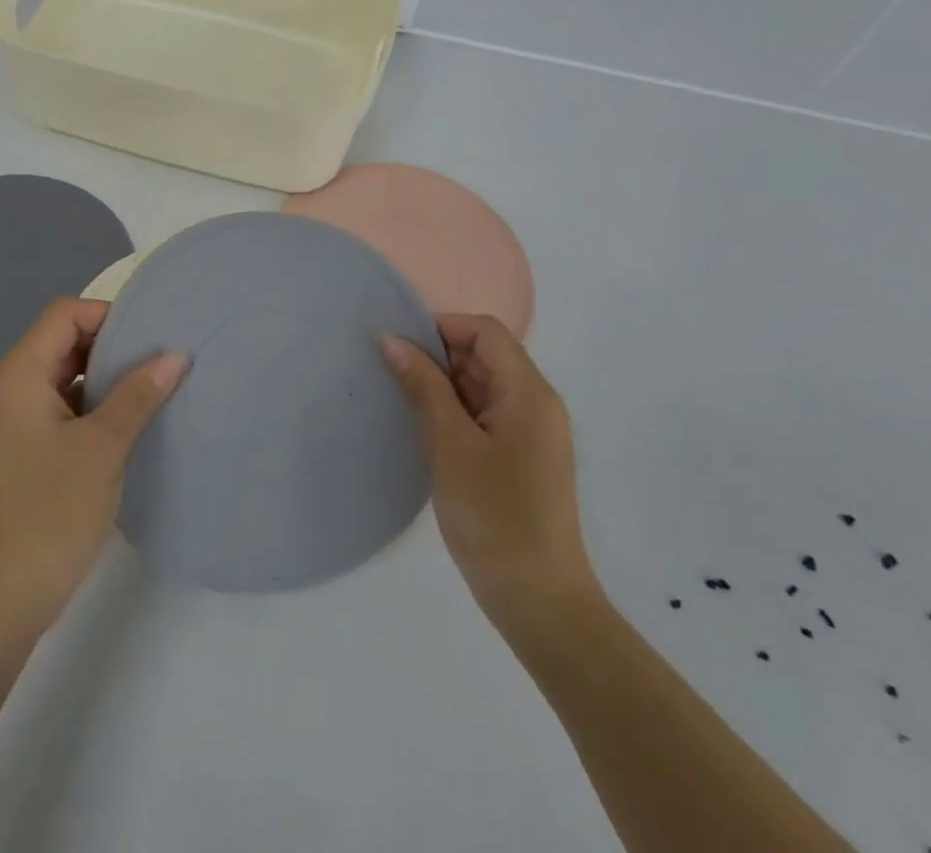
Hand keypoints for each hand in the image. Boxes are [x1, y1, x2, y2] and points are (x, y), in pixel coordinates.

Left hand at [0, 298, 185, 639]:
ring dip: (108, 380)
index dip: (109, 316)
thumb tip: (175, 355)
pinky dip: (96, 409)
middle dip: (114, 346)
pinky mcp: (25, 455)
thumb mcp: (101, 450)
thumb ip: (138, 395)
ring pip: (67, 379)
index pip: (66, 314)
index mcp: (20, 376)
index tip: (153, 337)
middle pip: (65, 342)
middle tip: (164, 360)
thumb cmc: (47, 516)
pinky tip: (132, 427)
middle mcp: (12, 390)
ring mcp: (16, 425)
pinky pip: (64, 411)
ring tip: (157, 390)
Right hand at [383, 315, 599, 631]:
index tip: (399, 346)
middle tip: (391, 377)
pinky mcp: (521, 458)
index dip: (441, 328)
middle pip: (484, 356)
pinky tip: (423, 432)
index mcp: (529, 393)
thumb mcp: (450, 446)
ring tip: (400, 403)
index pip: (485, 332)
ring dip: (442, 388)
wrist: (540, 603)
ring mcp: (531, 433)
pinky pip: (484, 415)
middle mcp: (536, 404)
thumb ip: (423, 386)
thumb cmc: (495, 518)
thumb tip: (391, 339)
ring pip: (480, 386)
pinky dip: (453, 414)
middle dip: (437, 358)